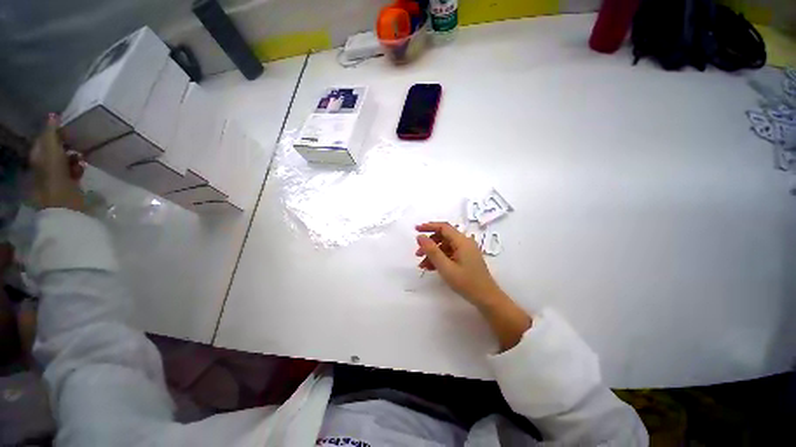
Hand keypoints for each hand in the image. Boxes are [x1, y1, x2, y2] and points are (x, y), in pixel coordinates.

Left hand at [30, 114, 86, 211]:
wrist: (64, 204)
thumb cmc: (55, 176)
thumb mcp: (51, 151)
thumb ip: (51, 133)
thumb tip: (53, 115)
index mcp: (37, 157)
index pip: (45, 139)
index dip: (56, 133)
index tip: (70, 129)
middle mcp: (44, 166)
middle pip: (55, 150)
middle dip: (67, 146)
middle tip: (78, 142)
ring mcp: (56, 177)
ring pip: (65, 161)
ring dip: (74, 157)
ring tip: (82, 157)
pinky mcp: (68, 185)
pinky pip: (73, 172)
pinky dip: (78, 169)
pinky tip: (83, 169)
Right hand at [415, 221, 531, 349]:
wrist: (487, 299)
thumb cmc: (466, 283)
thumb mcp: (445, 267)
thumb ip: (432, 251)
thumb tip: (420, 237)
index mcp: (462, 241)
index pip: (443, 227)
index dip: (428, 226)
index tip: (416, 230)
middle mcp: (465, 242)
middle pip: (443, 237)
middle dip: (429, 244)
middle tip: (418, 254)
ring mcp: (466, 251)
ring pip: (445, 246)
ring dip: (433, 253)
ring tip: (422, 265)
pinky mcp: (466, 258)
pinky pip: (450, 254)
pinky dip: (440, 259)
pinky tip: (431, 268)